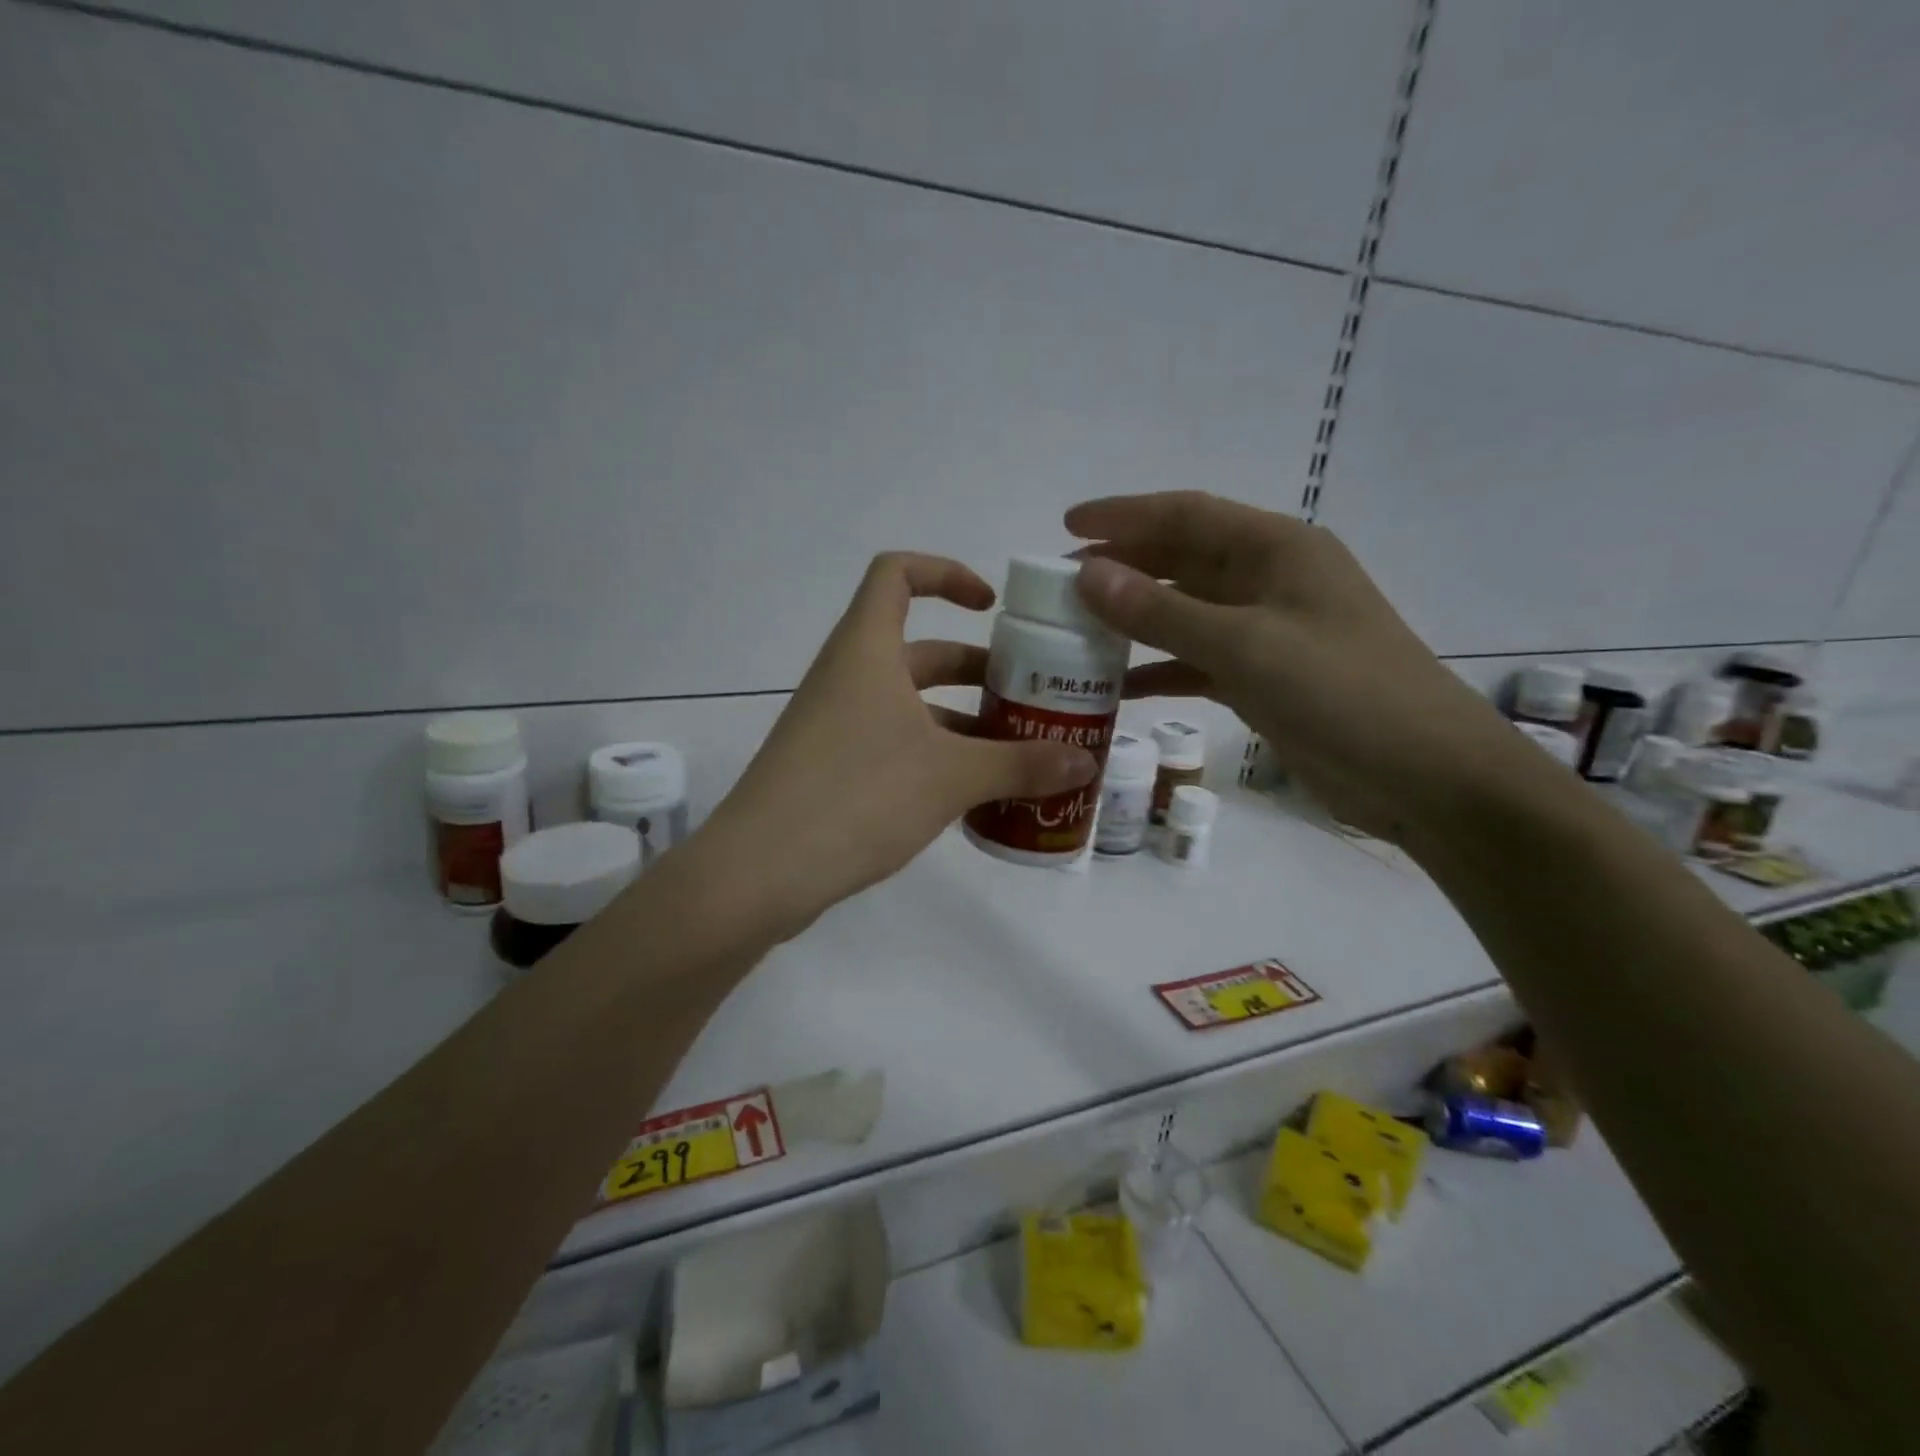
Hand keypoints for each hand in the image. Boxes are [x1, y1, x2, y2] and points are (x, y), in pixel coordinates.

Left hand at [702, 553, 1098, 936]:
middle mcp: (848, 677)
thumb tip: (1086, 763)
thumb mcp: (951, 777)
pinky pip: (892, 743)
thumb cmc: (858, 796)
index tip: (991, 607)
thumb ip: (1021, 765)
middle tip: (1028, 697)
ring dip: (960, 721)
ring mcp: (835, 725)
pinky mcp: (830, 768)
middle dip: (975, 669)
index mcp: (867, 651)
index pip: (897, 574)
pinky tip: (972, 795)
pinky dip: (934, 756)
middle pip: (918, 650)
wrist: (760, 872)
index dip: (946, 574)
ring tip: (1015, 753)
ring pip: (908, 704)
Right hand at [1066, 492, 1530, 848]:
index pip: (1186, 516)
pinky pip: (1198, 661)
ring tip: (1076, 632)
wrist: (1424, 774)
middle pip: (1182, 561)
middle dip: (1122, 568)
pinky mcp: (1265, 678)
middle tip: (1060, 585)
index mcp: (1275, 549)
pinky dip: (1161, 668)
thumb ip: (1162, 613)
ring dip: (1135, 620)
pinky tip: (1121, 685)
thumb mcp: (1244, 646)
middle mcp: (1269, 581)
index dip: (1123, 516)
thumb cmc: (1340, 692)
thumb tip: (1088, 575)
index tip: (1066, 524)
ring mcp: (1267, 632)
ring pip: (1185, 613)